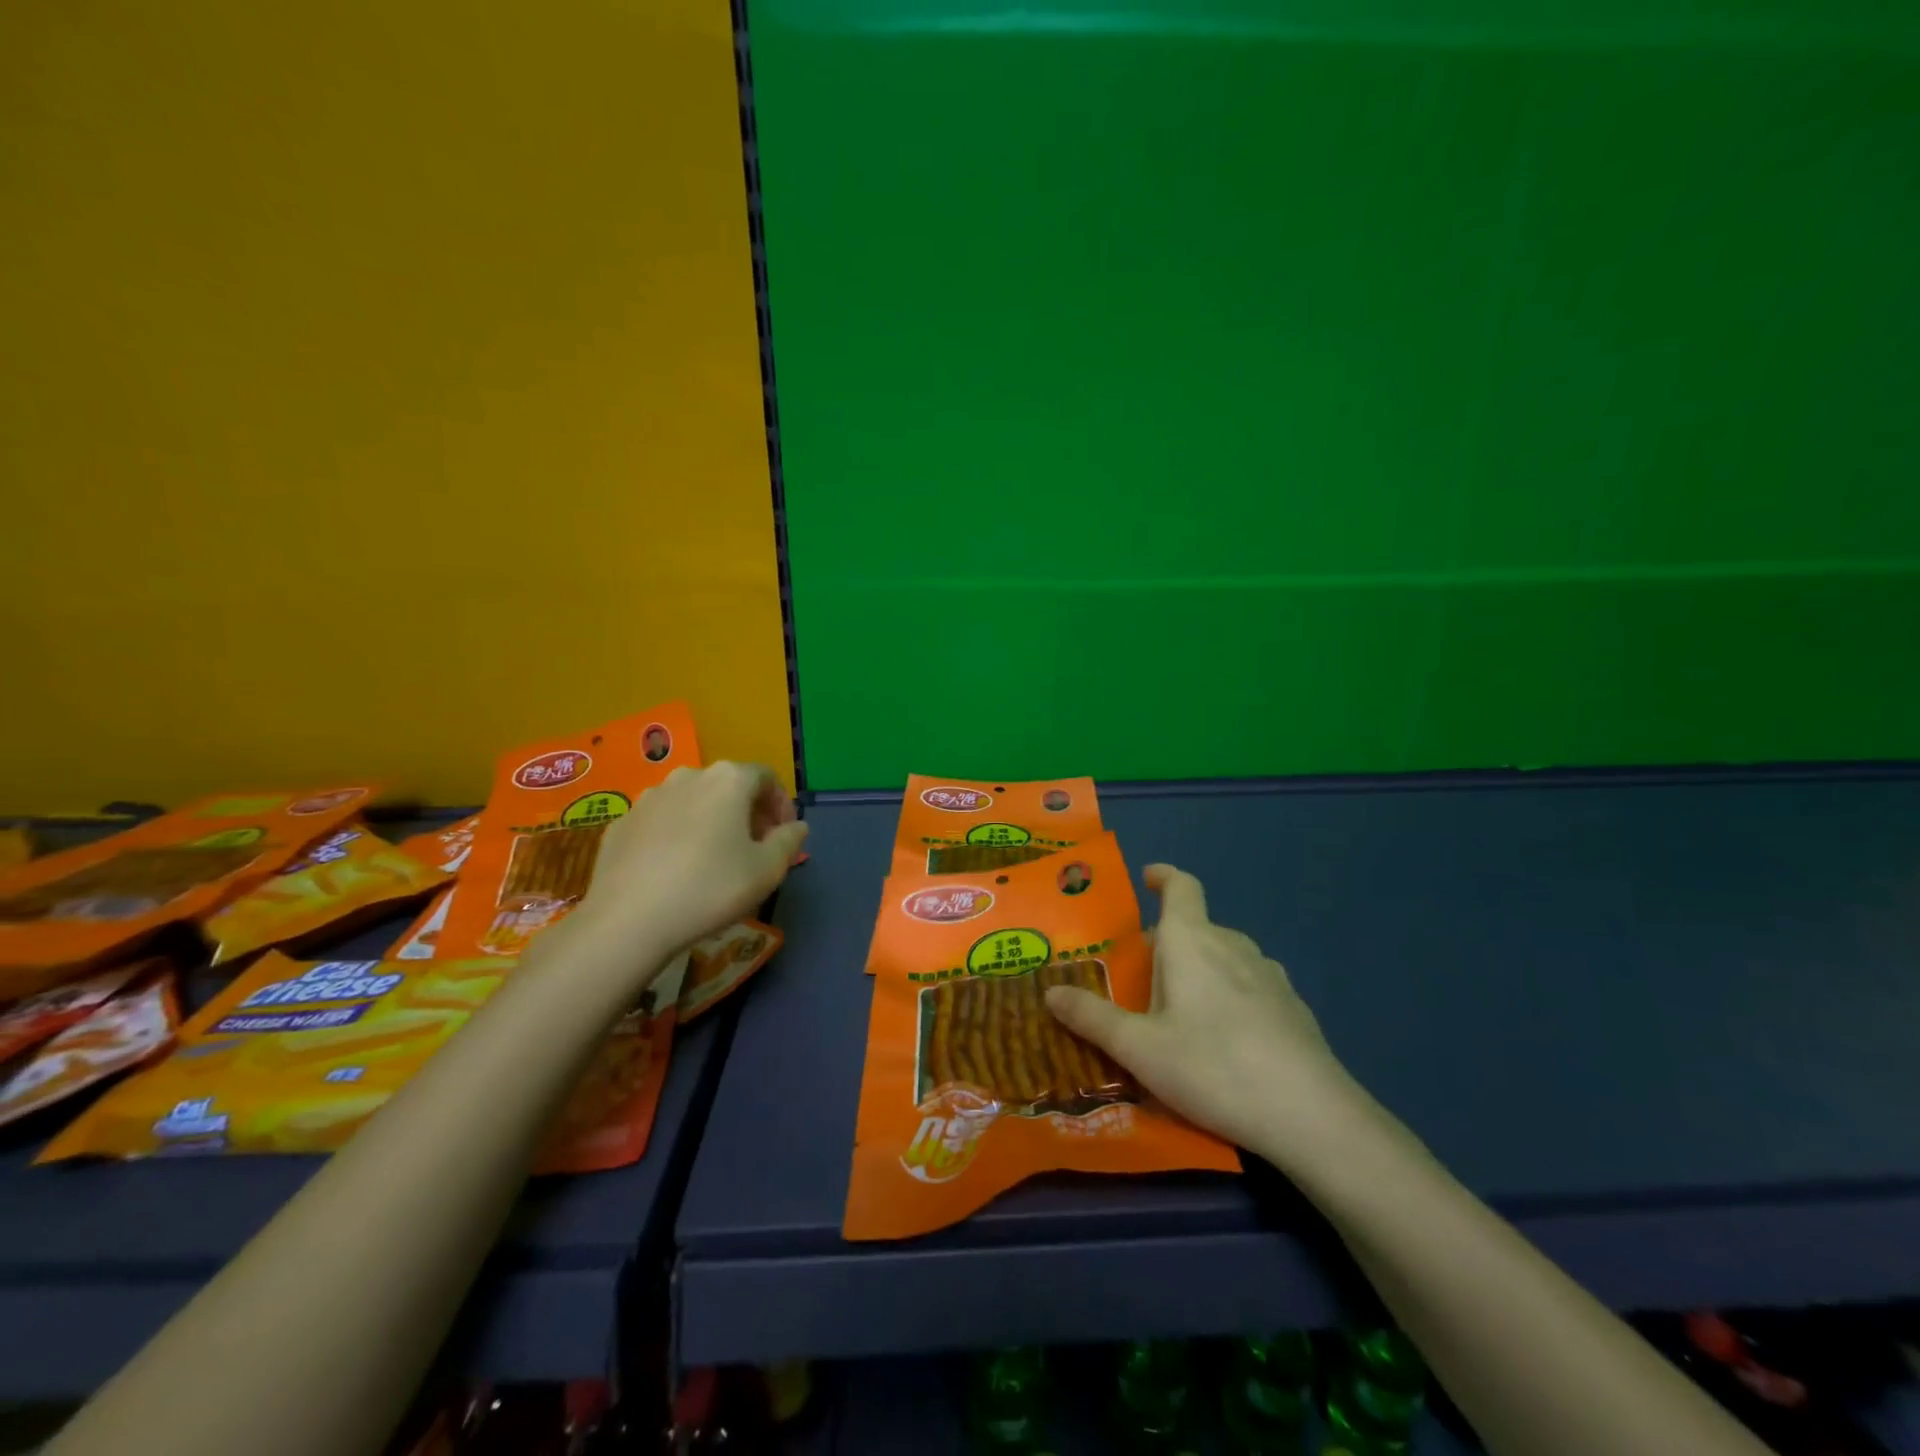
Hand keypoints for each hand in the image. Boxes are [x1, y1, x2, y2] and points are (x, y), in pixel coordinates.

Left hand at [571, 762, 806, 959]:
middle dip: (747, 811)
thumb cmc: (710, 888)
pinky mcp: (622, 822)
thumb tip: (796, 826)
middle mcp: (688, 776)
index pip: (767, 777)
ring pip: (692, 800)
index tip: (784, 835)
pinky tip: (675, 868)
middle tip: (755, 847)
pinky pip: (661, 821)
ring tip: (714, 857)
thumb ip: (789, 841)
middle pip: (728, 785)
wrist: (628, 920)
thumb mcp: (767, 870)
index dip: (781, 803)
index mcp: (728, 780)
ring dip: (711, 820)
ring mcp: (649, 797)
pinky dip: (676, 834)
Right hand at [1044, 864, 1363, 1169]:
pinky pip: (1250, 985)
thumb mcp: (1139, 1048)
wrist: (1309, 1114)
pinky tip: (1226, 1039)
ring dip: (1201, 968)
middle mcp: (1232, 945)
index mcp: (1192, 941)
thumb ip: (1092, 1018)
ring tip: (1182, 1010)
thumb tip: (1049, 993)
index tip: (1148, 877)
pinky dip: (1230, 994)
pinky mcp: (1293, 1008)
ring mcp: (1270, 976)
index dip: (1163, 876)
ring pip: (1225, 956)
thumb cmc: (1212, 1066)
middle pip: (1196, 927)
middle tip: (1144, 976)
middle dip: (1169, 942)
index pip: (1181, 886)